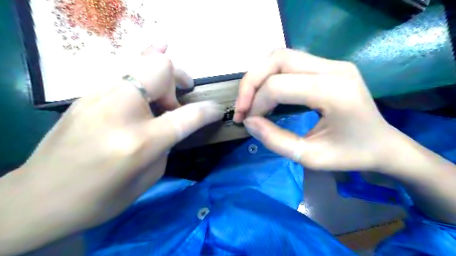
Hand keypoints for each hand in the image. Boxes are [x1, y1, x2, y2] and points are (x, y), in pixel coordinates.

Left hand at [0, 45, 223, 253]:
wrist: (38, 198)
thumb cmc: (99, 199)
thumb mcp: (147, 179)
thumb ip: (165, 146)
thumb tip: (170, 124)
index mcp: (140, 142)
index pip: (186, 116)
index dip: (208, 111)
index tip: (217, 110)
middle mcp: (120, 112)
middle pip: (160, 70)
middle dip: (180, 76)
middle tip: (184, 91)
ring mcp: (99, 98)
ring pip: (140, 61)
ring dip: (162, 68)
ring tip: (170, 81)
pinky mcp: (86, 95)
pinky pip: (123, 69)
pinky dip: (142, 64)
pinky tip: (150, 60)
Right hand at [235, 48, 395, 171]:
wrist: (383, 145)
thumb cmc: (351, 155)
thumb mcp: (310, 157)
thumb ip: (275, 140)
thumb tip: (249, 122)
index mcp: (335, 92)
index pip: (279, 85)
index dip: (256, 103)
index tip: (247, 121)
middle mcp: (334, 68)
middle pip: (277, 59)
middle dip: (251, 83)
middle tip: (242, 107)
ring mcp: (333, 63)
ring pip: (281, 56)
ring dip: (259, 76)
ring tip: (251, 100)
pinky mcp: (328, 65)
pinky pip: (290, 62)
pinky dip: (270, 75)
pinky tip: (266, 93)